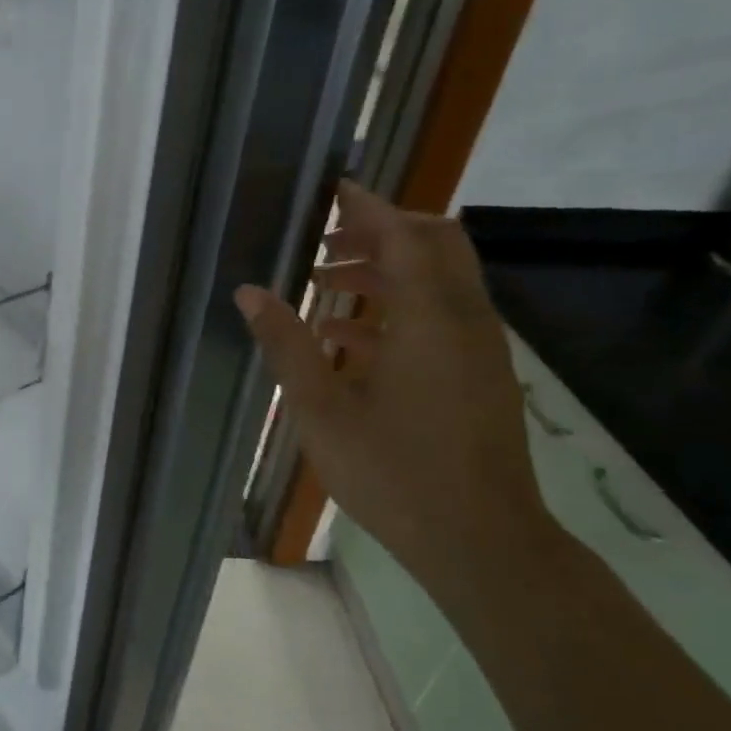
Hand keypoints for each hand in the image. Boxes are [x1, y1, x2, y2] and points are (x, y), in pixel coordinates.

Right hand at [235, 183, 552, 598]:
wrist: (481, 541)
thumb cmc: (394, 472)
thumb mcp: (321, 409)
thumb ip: (287, 344)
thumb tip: (249, 293)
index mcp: (429, 319)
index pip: (402, 237)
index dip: (367, 209)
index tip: (333, 189)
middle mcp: (464, 321)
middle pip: (436, 246)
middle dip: (381, 233)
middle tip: (325, 243)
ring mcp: (478, 349)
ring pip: (438, 282)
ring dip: (385, 273)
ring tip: (322, 290)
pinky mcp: (479, 376)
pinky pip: (441, 318)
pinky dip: (398, 310)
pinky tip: (348, 341)